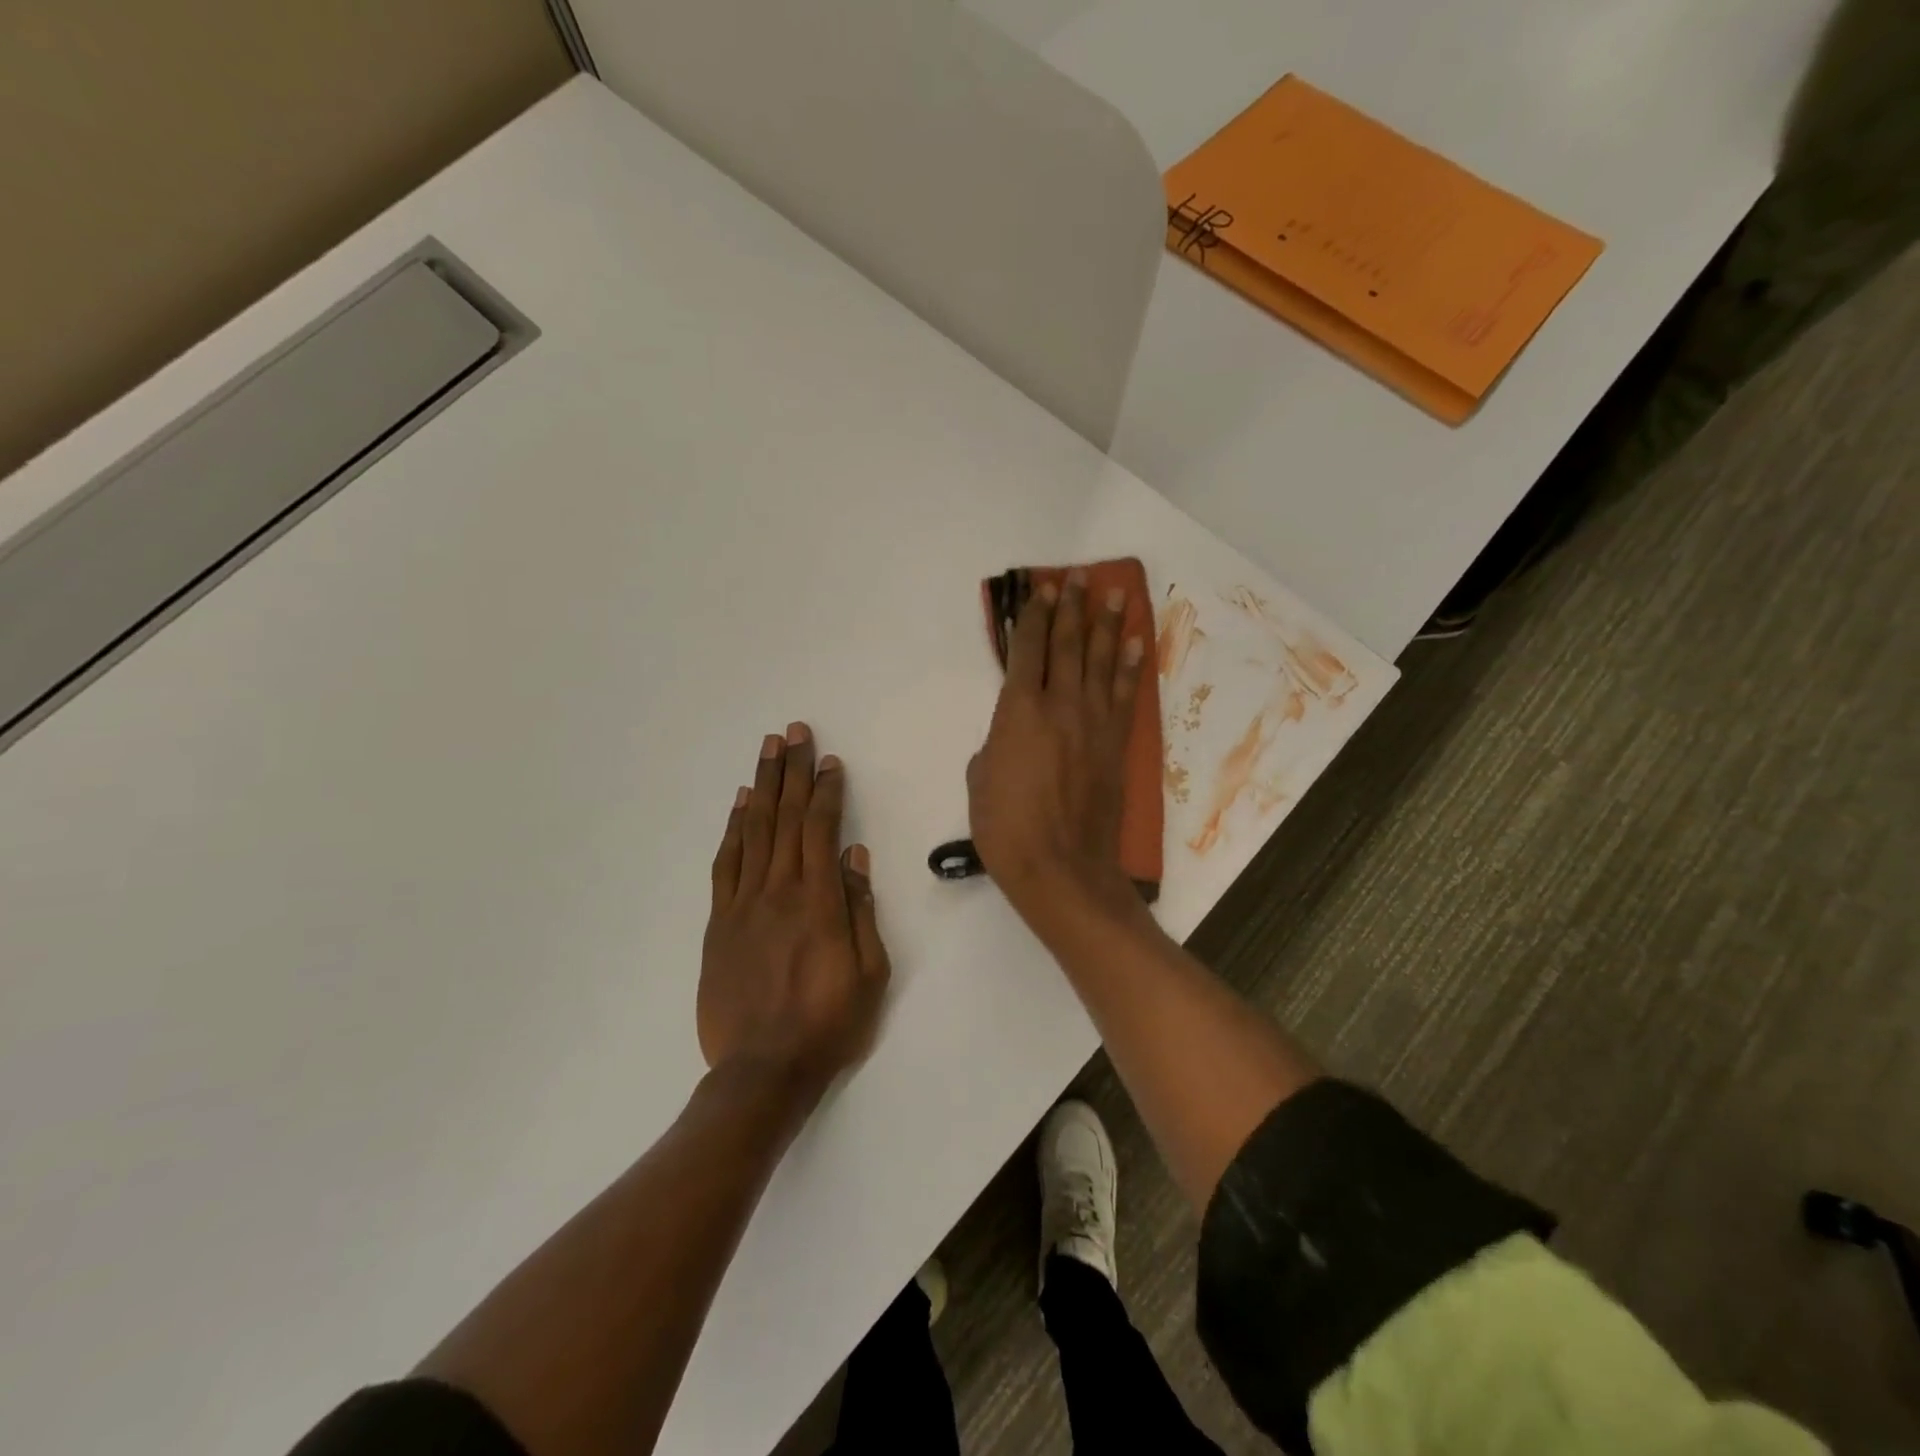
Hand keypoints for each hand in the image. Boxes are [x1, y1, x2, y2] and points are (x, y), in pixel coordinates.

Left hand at [700, 723, 890, 1100]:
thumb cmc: (829, 1023)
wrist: (763, 1071)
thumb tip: (855, 857)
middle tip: (794, 732)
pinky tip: (741, 804)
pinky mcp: (720, 922)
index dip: (826, 791)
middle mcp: (779, 891)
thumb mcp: (870, 972)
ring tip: (768, 750)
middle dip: (792, 771)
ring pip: (754, 832)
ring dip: (763, 787)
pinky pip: (726, 864)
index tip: (830, 761)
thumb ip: (860, 910)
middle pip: (785, 818)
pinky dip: (733, 829)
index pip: (821, 829)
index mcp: (818, 902)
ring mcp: (744, 904)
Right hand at [967, 571, 1147, 923]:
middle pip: (1067, 645)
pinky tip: (1135, 643)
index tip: (1040, 590)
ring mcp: (1094, 722)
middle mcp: (1060, 705)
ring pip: (1101, 661)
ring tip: (1113, 593)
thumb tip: (1008, 736)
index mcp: (1019, 711)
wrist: (1062, 867)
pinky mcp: (1116, 744)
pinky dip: (1131, 666)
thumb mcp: (979, 780)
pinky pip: (1125, 695)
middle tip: (1077, 577)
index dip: (1033, 617)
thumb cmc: (1006, 828)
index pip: (1027, 650)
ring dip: (1107, 624)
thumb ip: (994, 745)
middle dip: (1070, 608)